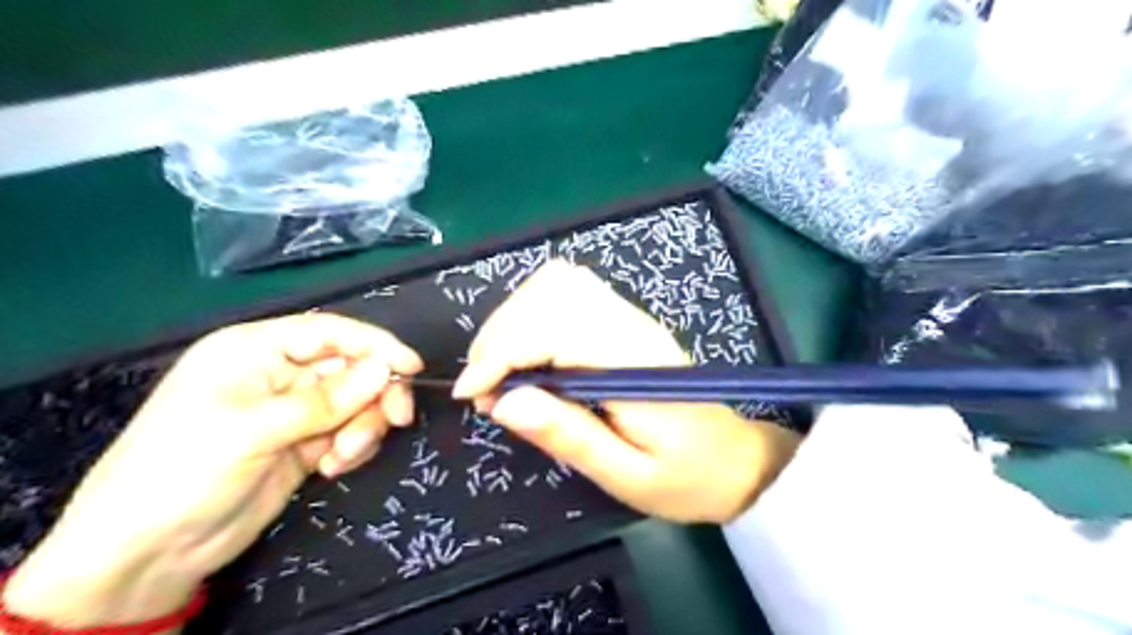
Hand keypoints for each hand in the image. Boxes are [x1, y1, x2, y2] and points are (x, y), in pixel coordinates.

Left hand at [1, 311, 421, 625]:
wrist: (147, 554)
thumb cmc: (184, 471)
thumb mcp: (255, 430)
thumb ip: (327, 400)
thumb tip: (386, 370)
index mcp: (255, 351)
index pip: (329, 333)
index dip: (375, 345)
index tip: (413, 367)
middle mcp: (279, 374)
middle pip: (351, 369)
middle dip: (375, 395)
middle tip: (396, 420)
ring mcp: (294, 411)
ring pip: (357, 403)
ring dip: (362, 427)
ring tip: (342, 458)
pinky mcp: (306, 443)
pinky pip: (349, 432)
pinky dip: (353, 447)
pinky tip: (332, 469)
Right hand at [454, 261, 798, 522]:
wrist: (735, 459)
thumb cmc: (685, 476)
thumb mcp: (626, 475)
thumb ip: (568, 435)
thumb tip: (503, 402)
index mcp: (633, 363)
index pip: (554, 329)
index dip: (502, 354)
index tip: (473, 394)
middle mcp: (630, 325)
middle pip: (551, 292)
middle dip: (500, 333)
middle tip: (484, 387)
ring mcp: (630, 317)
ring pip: (558, 282)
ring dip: (513, 319)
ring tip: (499, 369)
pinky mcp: (624, 320)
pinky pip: (569, 292)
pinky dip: (532, 313)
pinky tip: (526, 352)